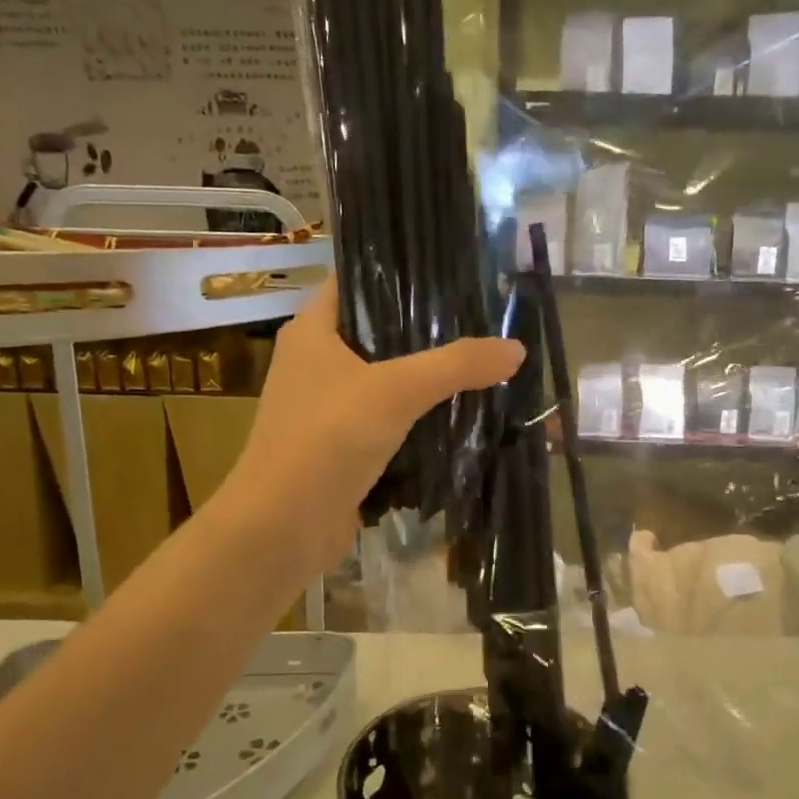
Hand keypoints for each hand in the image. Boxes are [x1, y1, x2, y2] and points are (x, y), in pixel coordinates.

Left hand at [225, 277, 524, 577]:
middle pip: (377, 332)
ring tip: (479, 364)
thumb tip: (516, 348)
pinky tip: (458, 416)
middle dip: (425, 331)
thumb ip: (456, 366)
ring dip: (424, 379)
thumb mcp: (396, 391)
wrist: (282, 528)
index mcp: (312, 331)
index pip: (355, 280)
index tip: (449, 270)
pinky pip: (386, 422)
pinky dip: (416, 420)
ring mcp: (325, 408)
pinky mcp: (340, 448)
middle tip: (480, 321)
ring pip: (384, 381)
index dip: (397, 270)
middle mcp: (314, 363)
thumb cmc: (327, 440)